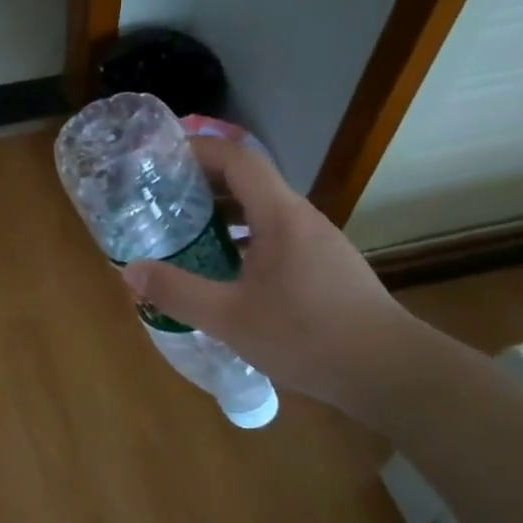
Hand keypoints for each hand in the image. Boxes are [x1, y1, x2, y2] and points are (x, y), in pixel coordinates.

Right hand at [123, 137, 419, 421]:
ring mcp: (318, 241)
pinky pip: (275, 233)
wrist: (392, 373)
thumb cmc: (309, 337)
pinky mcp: (326, 265)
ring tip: (185, 229)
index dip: (197, 148)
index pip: (236, 158)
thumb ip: (178, 292)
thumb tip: (130, 271)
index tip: (160, 155)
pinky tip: (225, 268)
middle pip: (247, 179)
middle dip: (202, 181)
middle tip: (160, 196)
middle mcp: (300, 217)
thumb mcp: (230, 318)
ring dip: (223, 211)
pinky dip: (243, 236)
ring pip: (262, 209)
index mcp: (279, 215)